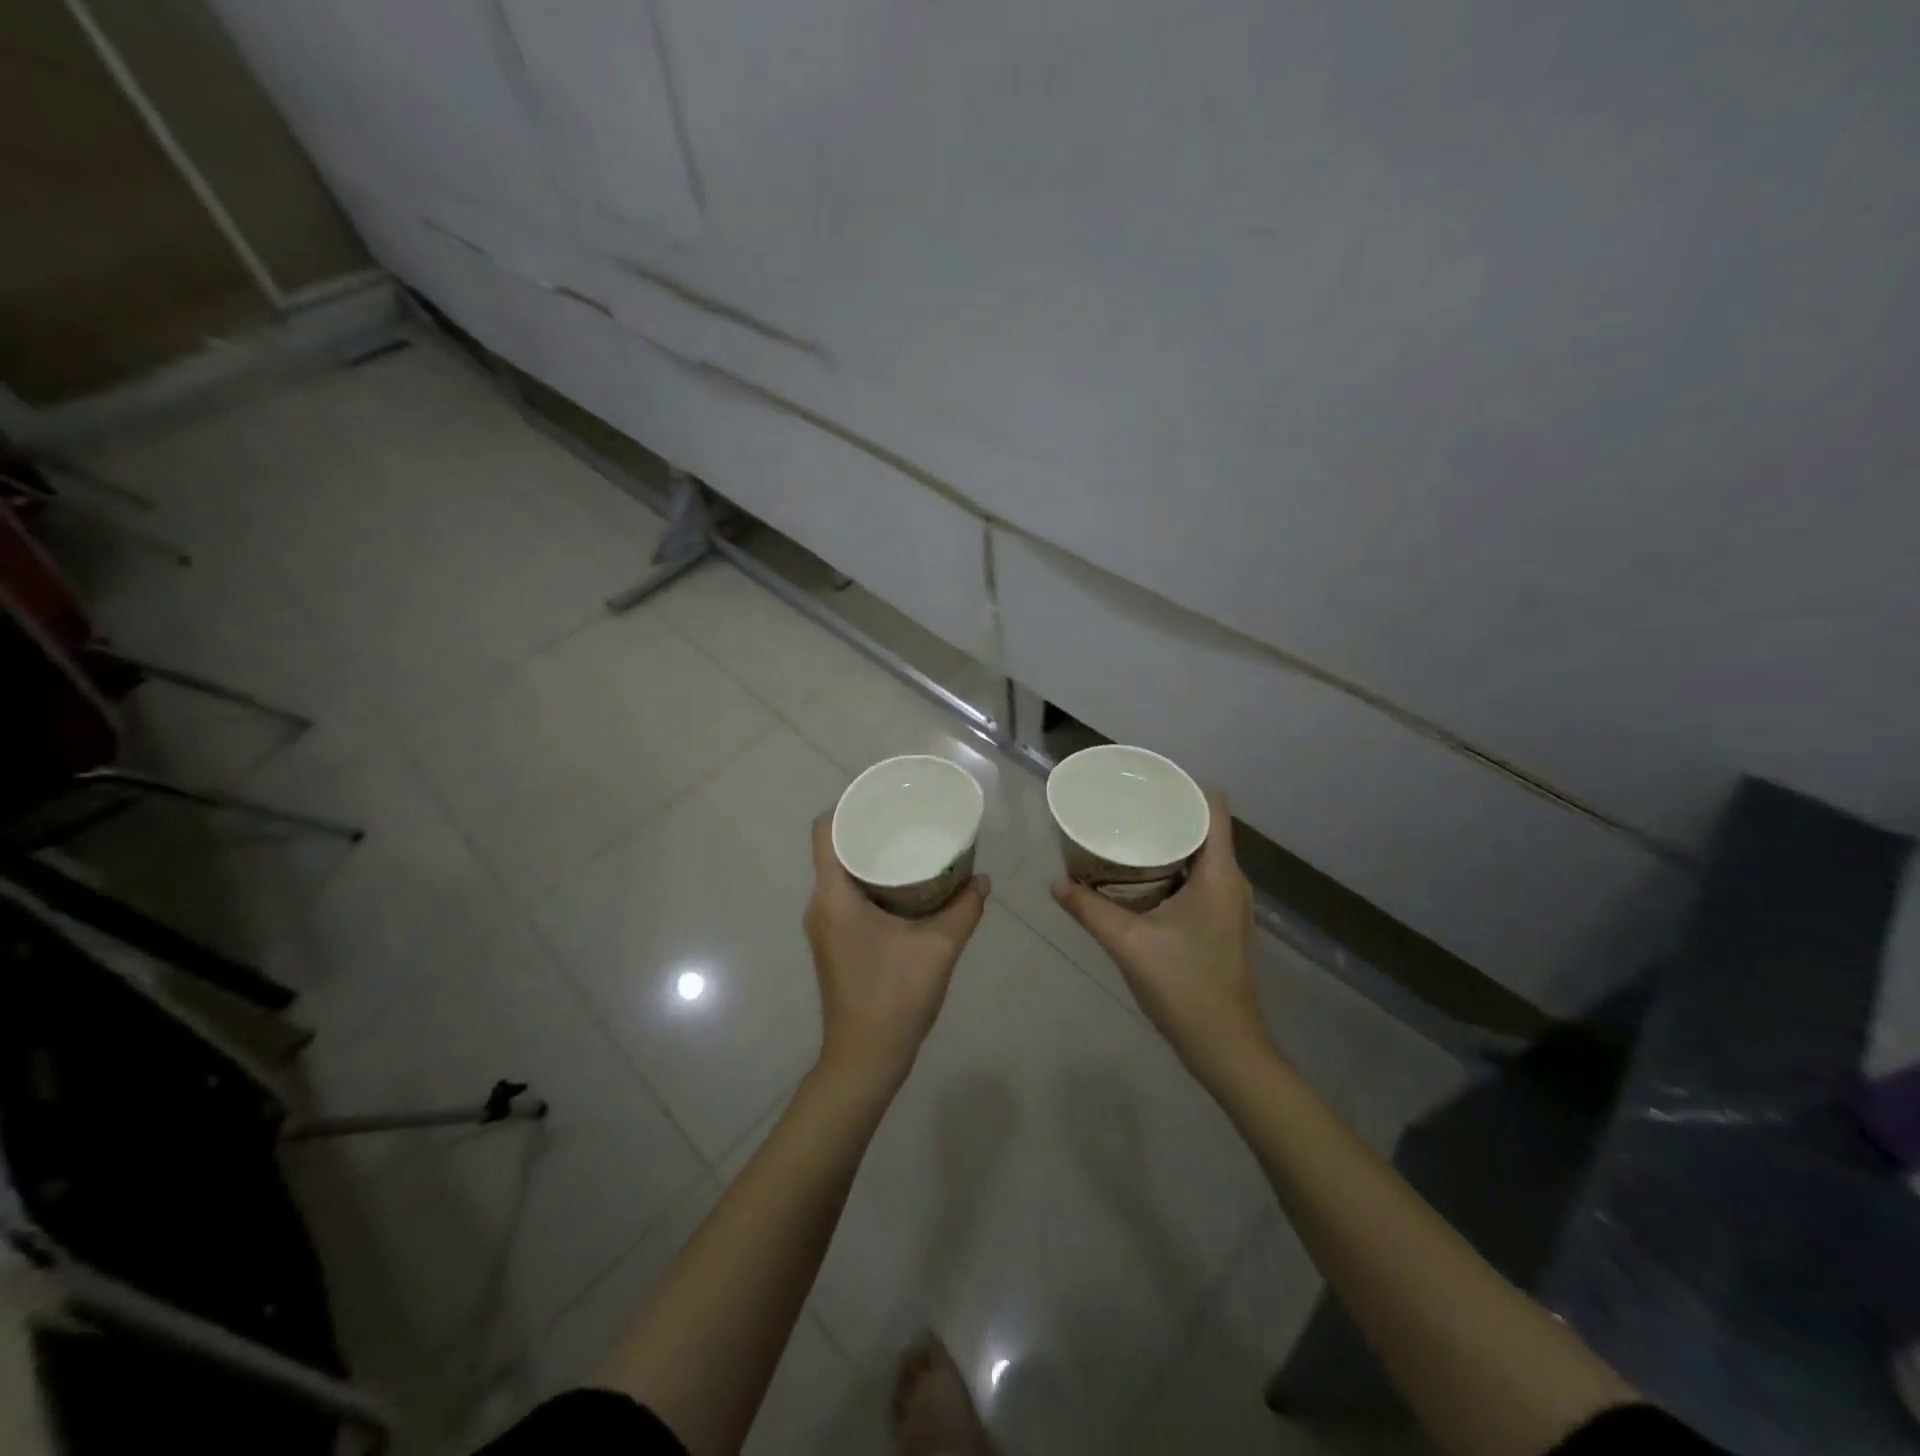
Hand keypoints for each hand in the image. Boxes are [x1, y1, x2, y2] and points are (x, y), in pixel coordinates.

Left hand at [804, 813, 989, 1096]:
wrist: (864, 1060)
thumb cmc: (894, 998)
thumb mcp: (939, 948)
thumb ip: (964, 909)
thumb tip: (983, 880)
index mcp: (834, 896)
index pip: (825, 830)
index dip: (849, 805)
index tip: (884, 798)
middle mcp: (820, 904)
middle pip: (834, 848)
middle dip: (869, 828)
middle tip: (909, 818)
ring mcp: (824, 926)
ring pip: (841, 873)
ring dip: (871, 857)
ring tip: (911, 845)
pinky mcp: (833, 942)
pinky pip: (846, 895)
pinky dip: (871, 882)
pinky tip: (905, 887)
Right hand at [1052, 790, 1274, 1082]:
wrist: (1228, 1048)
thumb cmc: (1185, 988)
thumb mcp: (1129, 945)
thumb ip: (1090, 911)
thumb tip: (1056, 883)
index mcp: (1219, 875)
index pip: (1213, 808)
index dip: (1183, 786)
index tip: (1145, 779)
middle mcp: (1231, 882)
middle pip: (1204, 828)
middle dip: (1164, 813)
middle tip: (1123, 805)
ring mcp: (1229, 905)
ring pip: (1200, 856)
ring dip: (1166, 843)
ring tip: (1125, 834)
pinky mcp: (1221, 924)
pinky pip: (1198, 879)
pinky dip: (1171, 869)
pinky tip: (1138, 878)